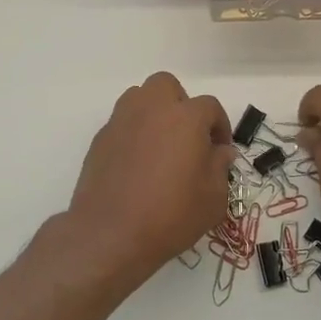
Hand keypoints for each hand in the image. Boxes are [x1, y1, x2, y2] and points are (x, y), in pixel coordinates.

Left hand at [68, 72, 232, 286]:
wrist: (110, 234)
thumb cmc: (171, 215)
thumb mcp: (212, 199)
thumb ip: (220, 167)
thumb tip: (220, 152)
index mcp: (186, 117)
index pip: (210, 106)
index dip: (219, 126)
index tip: (220, 150)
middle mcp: (152, 109)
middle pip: (167, 86)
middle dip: (180, 103)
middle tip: (186, 136)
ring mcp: (122, 121)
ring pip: (139, 97)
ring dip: (153, 112)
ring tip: (160, 144)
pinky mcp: (100, 139)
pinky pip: (122, 123)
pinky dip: (133, 133)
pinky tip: (136, 163)